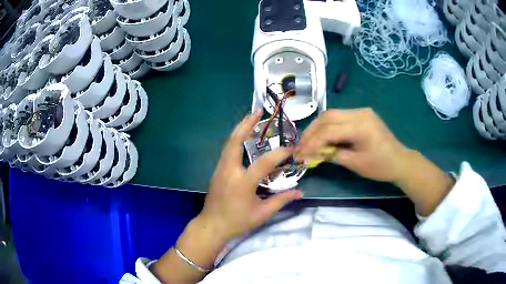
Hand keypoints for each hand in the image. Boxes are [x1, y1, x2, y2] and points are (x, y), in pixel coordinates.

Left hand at [198, 109, 302, 240]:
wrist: (212, 225)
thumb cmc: (237, 222)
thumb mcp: (262, 214)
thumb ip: (281, 200)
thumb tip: (300, 192)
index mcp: (242, 183)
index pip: (264, 163)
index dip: (279, 154)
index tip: (291, 150)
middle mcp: (229, 171)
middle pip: (235, 141)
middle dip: (246, 124)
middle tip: (257, 111)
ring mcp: (220, 169)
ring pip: (229, 143)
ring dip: (239, 129)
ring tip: (250, 118)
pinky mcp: (216, 171)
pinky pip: (226, 150)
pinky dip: (235, 140)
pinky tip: (242, 138)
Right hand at [294, 108, 409, 183]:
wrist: (400, 160)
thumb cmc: (380, 166)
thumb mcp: (355, 164)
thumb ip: (332, 155)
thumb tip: (313, 153)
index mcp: (361, 126)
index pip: (329, 130)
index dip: (312, 142)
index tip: (300, 154)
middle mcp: (360, 113)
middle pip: (328, 116)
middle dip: (311, 131)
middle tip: (300, 145)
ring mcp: (361, 111)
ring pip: (332, 114)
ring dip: (318, 127)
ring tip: (308, 141)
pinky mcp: (362, 114)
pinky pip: (340, 116)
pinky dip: (328, 126)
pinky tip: (322, 136)